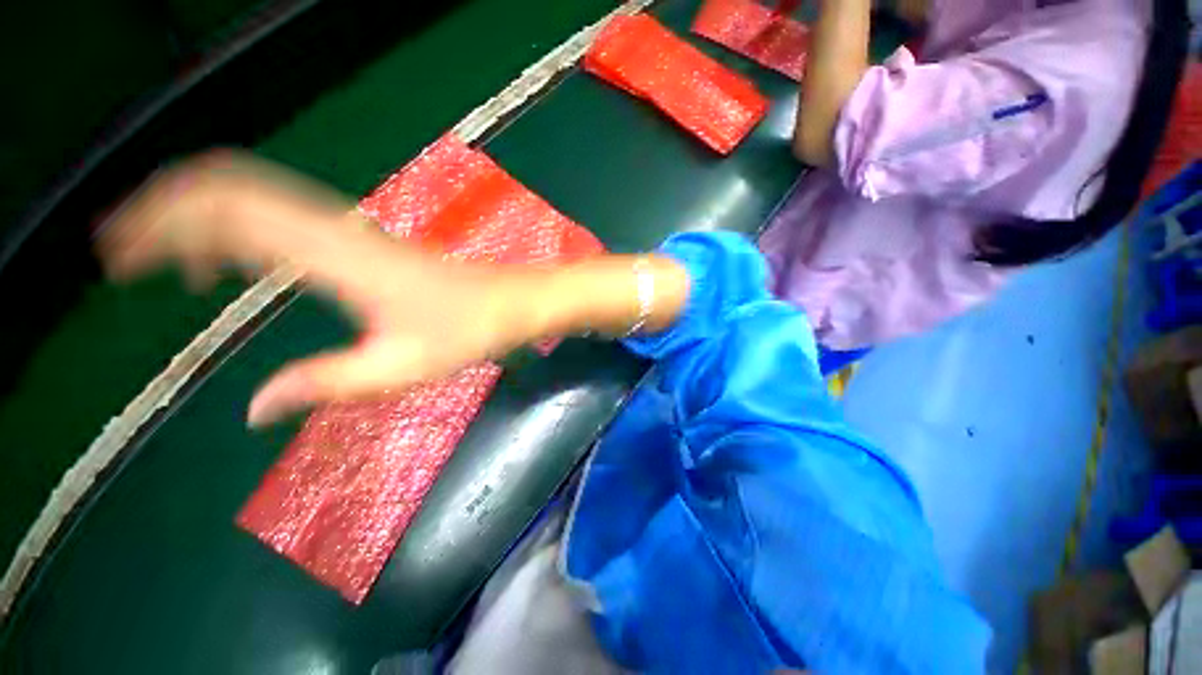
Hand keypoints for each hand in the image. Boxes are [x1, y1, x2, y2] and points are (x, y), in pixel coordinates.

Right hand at [98, 151, 531, 426]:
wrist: (511, 303)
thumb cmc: (467, 331)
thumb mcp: (399, 367)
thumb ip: (325, 383)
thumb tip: (253, 412)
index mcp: (336, 259)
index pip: (226, 216)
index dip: (162, 225)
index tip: (115, 256)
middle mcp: (337, 231)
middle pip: (230, 192)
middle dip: (166, 211)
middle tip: (123, 254)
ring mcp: (352, 231)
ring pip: (255, 198)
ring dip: (199, 216)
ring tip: (165, 262)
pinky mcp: (365, 241)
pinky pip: (286, 217)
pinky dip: (240, 226)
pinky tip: (232, 262)